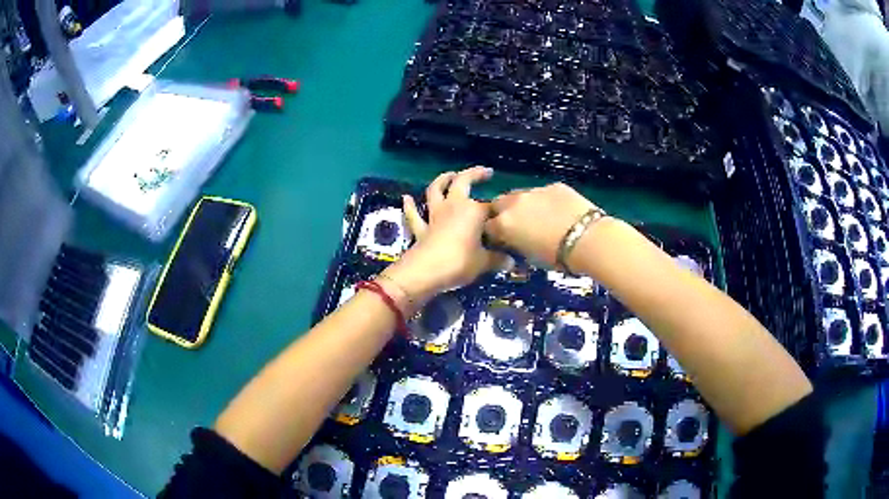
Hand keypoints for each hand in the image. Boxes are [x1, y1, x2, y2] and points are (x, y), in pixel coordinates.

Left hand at [382, 167, 507, 303]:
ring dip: (442, 180)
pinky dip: (410, 206)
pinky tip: (406, 198)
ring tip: (450, 174)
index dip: (499, 208)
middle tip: (485, 172)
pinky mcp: (421, 228)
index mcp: (473, 211)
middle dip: (475, 174)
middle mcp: (454, 206)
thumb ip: (497, 260)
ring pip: (436, 190)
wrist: (426, 271)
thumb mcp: (483, 263)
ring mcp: (435, 216)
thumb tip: (511, 262)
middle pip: (463, 182)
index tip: (507, 212)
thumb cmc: (459, 263)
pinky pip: (414, 215)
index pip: (490, 206)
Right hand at [485, 182, 596, 266]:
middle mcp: (515, 203)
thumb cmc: (556, 256)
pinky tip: (558, 211)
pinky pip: (543, 192)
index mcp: (505, 224)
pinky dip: (545, 200)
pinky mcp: (554, 186)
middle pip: (499, 202)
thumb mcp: (529, 256)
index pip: (488, 226)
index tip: (502, 239)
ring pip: (521, 195)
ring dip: (524, 204)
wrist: (588, 239)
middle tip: (516, 225)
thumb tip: (515, 240)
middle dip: (503, 212)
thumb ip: (517, 244)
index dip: (494, 233)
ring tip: (538, 216)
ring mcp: (535, 191)